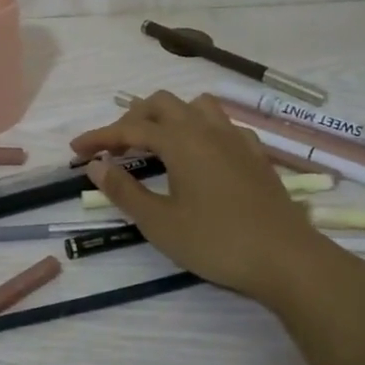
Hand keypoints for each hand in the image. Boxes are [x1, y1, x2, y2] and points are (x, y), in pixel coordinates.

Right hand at [69, 91, 364, 345]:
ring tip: (155, 142)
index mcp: (180, 140)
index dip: (99, 137)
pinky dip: (199, 129)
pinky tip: (199, 154)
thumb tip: (96, 166)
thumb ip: (124, 191)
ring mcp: (236, 138)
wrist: (288, 260)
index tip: (76, 150)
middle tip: (115, 149)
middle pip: (161, 104)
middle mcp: (206, 128)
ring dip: (168, 116)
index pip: (129, 128)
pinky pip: (222, 125)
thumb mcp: (159, 223)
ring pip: (195, 106)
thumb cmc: (217, 242)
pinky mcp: (256, 154)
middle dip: (132, 119)